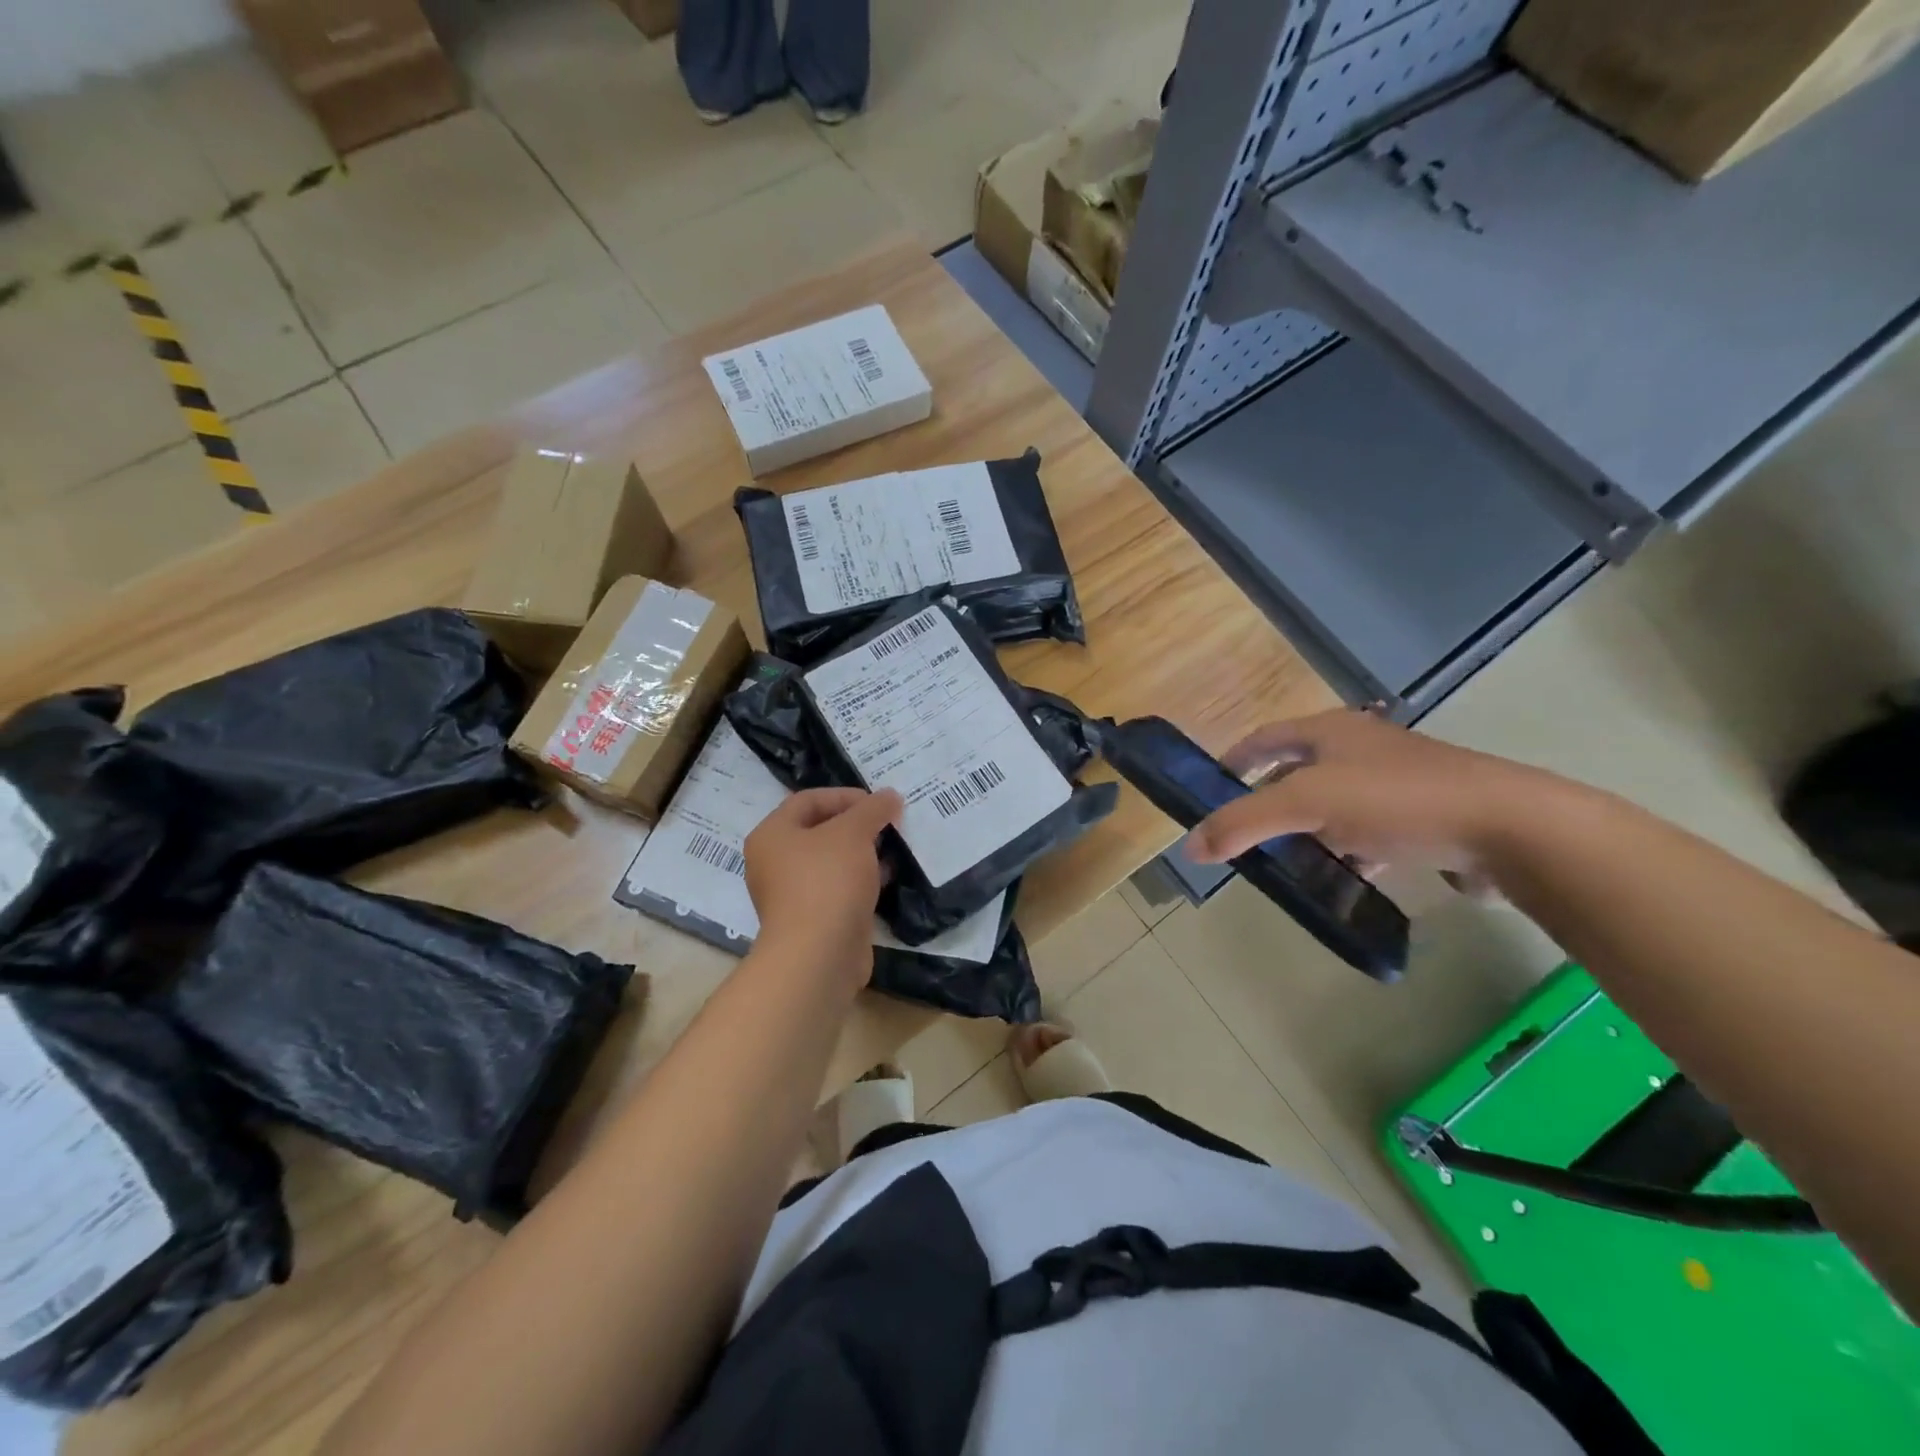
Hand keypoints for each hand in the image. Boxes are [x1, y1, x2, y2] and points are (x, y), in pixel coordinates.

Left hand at [744, 787, 902, 987]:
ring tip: (895, 848)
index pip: (808, 800)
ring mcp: (793, 894)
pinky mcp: (814, 920)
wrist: (819, 955)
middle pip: (820, 831)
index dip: (845, 795)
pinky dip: (862, 881)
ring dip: (863, 853)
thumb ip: (872, 809)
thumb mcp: (853, 833)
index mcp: (772, 835)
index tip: (879, 803)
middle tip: (890, 823)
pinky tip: (888, 878)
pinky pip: (839, 890)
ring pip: (832, 862)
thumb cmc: (827, 881)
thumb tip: (889, 796)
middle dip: (857, 825)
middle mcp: (775, 863)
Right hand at [1184, 709, 1552, 883]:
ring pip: (1332, 806)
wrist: (1510, 828)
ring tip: (1283, 863)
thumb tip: (1190, 847)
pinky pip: (1367, 833)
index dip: (1233, 761)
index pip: (1264, 738)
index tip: (1208, 790)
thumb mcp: (1306, 804)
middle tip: (1242, 835)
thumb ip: (1243, 823)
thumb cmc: (1396, 800)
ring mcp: (1396, 783)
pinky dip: (1346, 852)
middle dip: (1266, 802)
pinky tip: (1341, 879)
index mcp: (1330, 731)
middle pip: (1296, 772)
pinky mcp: (1424, 818)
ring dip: (1305, 831)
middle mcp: (1360, 749)